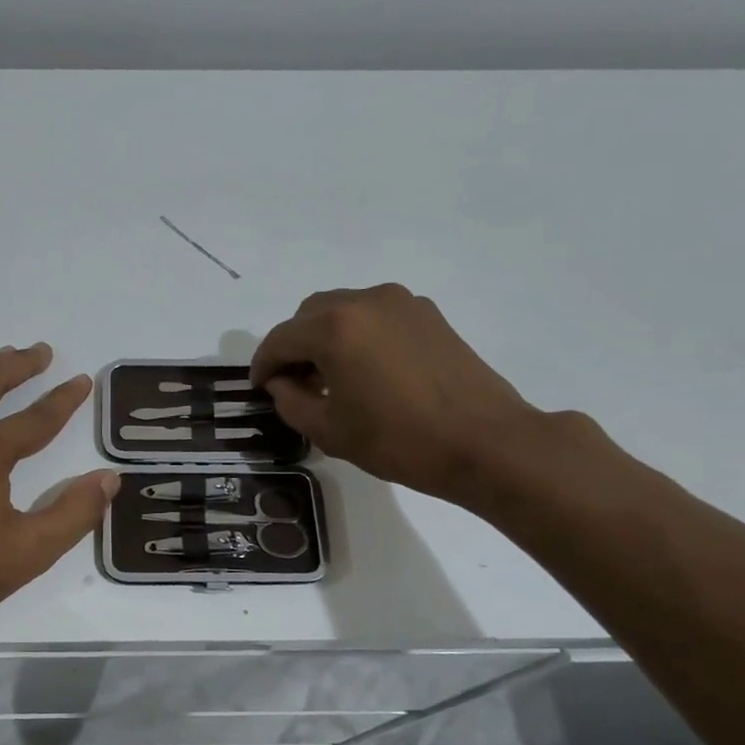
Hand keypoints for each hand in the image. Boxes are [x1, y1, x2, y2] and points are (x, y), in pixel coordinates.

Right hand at [250, 285, 540, 501]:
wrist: (486, 443)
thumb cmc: (399, 440)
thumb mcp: (328, 430)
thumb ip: (290, 400)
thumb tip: (281, 382)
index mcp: (335, 327)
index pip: (280, 339)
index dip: (263, 365)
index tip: (258, 387)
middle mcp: (365, 301)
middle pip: (309, 314)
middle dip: (293, 345)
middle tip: (292, 382)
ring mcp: (401, 303)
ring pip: (343, 309)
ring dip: (325, 337)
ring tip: (329, 376)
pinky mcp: (428, 315)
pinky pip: (375, 316)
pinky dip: (357, 334)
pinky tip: (365, 369)